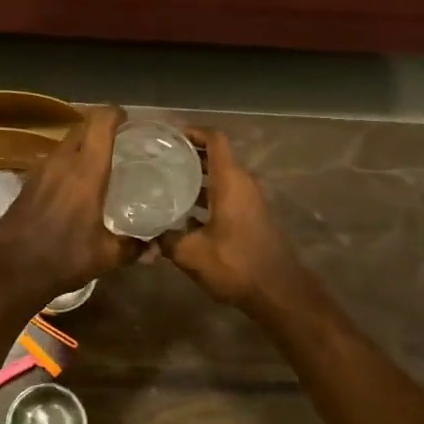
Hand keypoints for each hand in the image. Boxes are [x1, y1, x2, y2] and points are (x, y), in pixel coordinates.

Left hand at [0, 106, 143, 310]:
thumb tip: (156, 250)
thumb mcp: (105, 256)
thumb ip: (133, 248)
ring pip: (64, 143)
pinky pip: (51, 161)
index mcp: (85, 171)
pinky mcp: (26, 184)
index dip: (115, 114)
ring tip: (100, 161)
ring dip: (81, 144)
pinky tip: (75, 184)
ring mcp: (40, 171)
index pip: (100, 123)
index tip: (129, 119)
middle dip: (99, 127)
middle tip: (119, 140)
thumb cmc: (63, 258)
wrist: (9, 271)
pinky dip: (66, 162)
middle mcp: (61, 163)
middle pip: (81, 127)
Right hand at [165, 129, 306, 310]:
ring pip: (220, 177)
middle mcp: (242, 183)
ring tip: (164, 182)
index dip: (192, 131)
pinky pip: (225, 194)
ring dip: (195, 177)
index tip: (167, 135)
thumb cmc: (236, 264)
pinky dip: (205, 195)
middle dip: (187, 154)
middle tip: (157, 158)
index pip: (214, 139)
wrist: (278, 292)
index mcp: (230, 181)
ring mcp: (249, 200)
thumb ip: (166, 240)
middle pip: (215, 156)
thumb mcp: (192, 253)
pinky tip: (182, 213)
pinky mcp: (250, 217)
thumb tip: (145, 236)